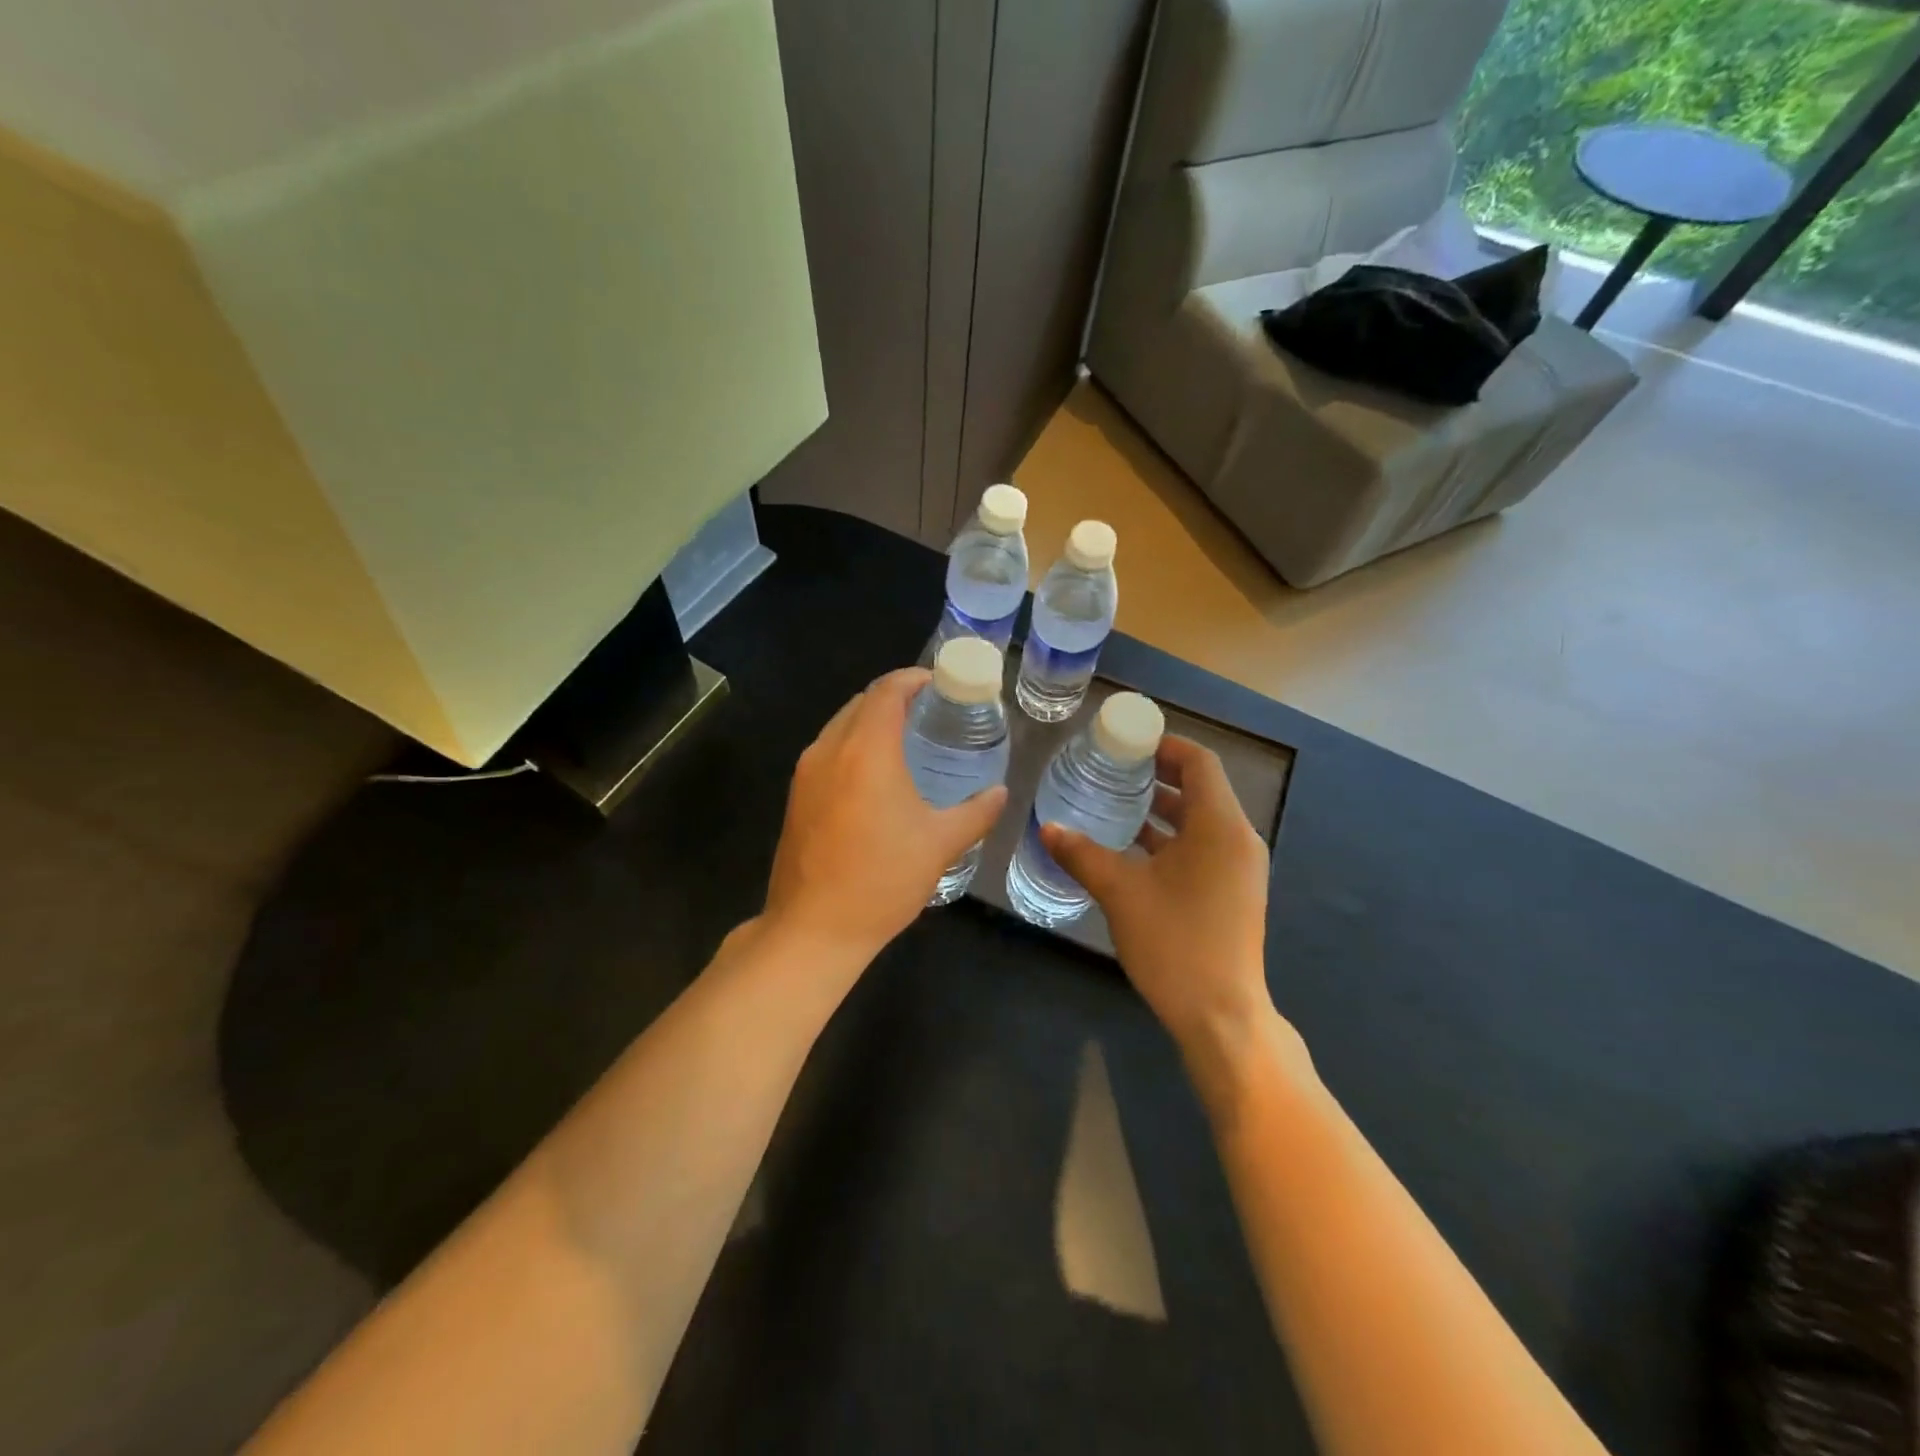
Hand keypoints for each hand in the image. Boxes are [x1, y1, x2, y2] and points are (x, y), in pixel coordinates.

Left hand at [763, 668, 1007, 964]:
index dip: (912, 679)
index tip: (938, 682)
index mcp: (866, 751)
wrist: (814, 929)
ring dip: (870, 721)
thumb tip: (1000, 793)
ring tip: (905, 737)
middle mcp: (829, 750)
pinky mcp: (796, 796)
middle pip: (860, 703)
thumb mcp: (940, 844)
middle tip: (928, 710)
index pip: (886, 691)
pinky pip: (827, 751)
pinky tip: (875, 774)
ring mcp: (806, 773)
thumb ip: (976, 812)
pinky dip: (852, 745)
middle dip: (893, 697)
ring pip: (840, 726)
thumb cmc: (882, 880)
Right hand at [1041, 737, 1273, 1054]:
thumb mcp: (1120, 893)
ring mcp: (1239, 868)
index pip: (1199, 762)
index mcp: (1220, 826)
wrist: (1221, 1016)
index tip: (1126, 742)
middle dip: (1157, 775)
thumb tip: (1047, 827)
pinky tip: (1133, 849)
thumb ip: (1082, 854)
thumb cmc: (1175, 944)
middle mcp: (1238, 839)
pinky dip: (1172, 838)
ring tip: (1115, 803)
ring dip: (1162, 809)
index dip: (1164, 745)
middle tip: (1112, 769)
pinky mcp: (1233, 892)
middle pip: (1201, 788)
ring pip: (1201, 820)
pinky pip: (1203, 846)